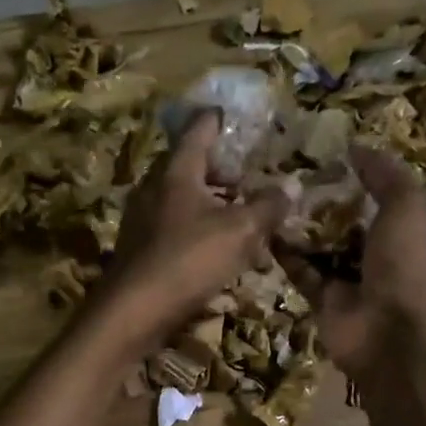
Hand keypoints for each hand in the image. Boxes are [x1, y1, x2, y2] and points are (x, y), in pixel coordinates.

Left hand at [104, 112, 288, 342]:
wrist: (132, 312)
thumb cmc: (187, 261)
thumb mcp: (239, 232)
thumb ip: (268, 207)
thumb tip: (293, 186)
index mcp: (176, 172)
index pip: (198, 131)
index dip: (216, 120)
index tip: (230, 113)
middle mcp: (153, 190)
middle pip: (189, 168)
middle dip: (220, 171)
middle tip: (246, 178)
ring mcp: (142, 222)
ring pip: (183, 202)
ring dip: (212, 206)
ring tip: (241, 219)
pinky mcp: (140, 251)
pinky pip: (175, 231)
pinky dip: (199, 232)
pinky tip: (218, 253)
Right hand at [280, 145, 425, 378]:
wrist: (388, 332)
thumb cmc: (403, 264)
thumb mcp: (407, 206)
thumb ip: (384, 174)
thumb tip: (355, 146)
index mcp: (400, 226)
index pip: (375, 192)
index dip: (352, 172)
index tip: (320, 150)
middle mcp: (374, 250)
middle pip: (342, 218)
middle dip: (318, 198)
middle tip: (285, 171)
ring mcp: (347, 276)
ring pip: (318, 244)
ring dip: (297, 224)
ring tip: (269, 195)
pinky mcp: (322, 298)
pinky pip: (300, 271)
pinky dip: (284, 254)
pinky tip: (263, 230)